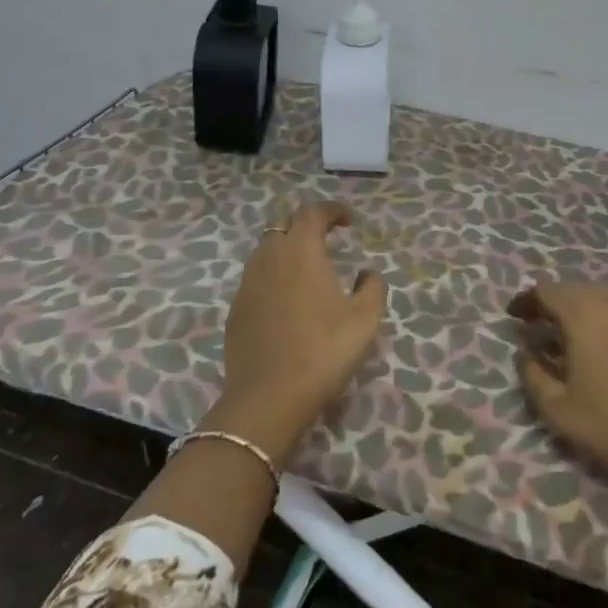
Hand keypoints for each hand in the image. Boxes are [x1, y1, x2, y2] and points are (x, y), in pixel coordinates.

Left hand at [209, 201, 387, 465]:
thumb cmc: (323, 350)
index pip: (312, 213)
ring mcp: (247, 284)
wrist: (268, 397)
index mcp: (301, 251)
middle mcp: (269, 258)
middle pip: (284, 226)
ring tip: (308, 268)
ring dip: (287, 249)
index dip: (332, 210)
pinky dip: (273, 276)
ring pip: (266, 251)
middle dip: (306, 225)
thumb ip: (372, 287)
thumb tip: (366, 273)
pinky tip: (287, 300)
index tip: (349, 220)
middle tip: (327, 238)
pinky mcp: (236, 310)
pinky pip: (256, 279)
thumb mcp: (365, 319)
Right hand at [510, 282, 607, 484]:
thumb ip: (532, 375)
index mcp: (583, 314)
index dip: (526, 301)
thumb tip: (524, 352)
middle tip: (543, 327)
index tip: (515, 317)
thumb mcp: (558, 410)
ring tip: (578, 336)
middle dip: (555, 304)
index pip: (546, 291)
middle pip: (576, 290)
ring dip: (586, 311)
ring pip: (606, 299)